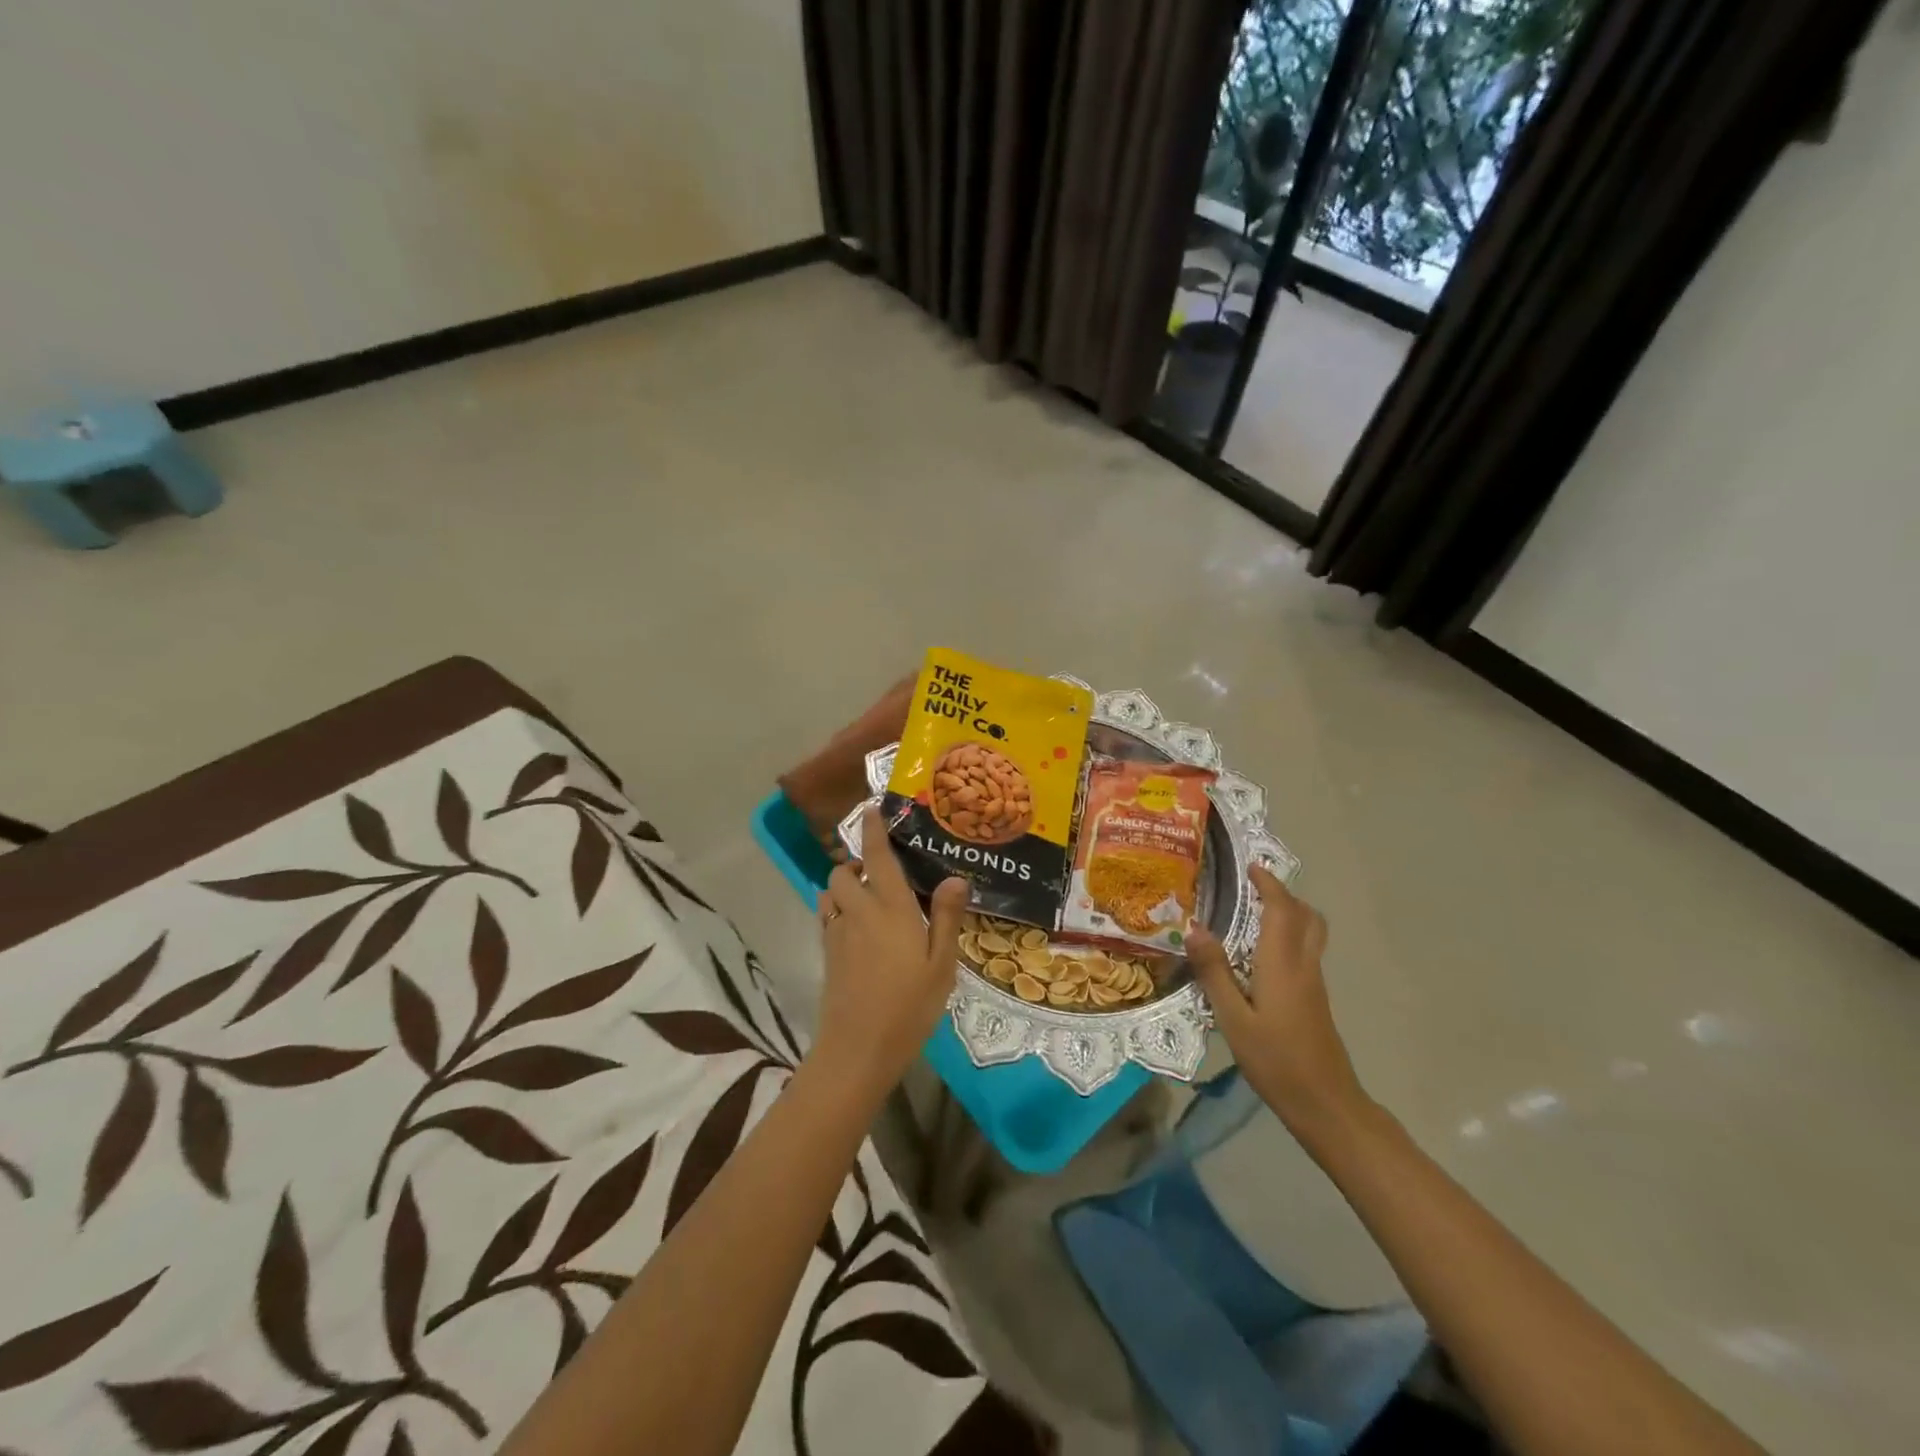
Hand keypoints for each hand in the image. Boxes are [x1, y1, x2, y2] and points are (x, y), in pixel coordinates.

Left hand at [809, 807, 969, 1101]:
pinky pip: (827, 916)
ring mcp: (837, 933)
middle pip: (843, 871)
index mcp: (891, 909)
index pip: (878, 857)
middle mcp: (859, 912)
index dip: (872, 830)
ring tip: (869, 898)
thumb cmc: (909, 1007)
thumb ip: (946, 918)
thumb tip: (955, 878)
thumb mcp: (941, 966)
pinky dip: (837, 909)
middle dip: (855, 863)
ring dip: (844, 886)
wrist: (857, 1050)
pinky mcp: (827, 954)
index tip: (870, 808)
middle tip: (881, 871)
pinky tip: (859, 928)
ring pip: (830, 892)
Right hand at [1188, 866, 1366, 1134]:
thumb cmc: (1276, 1061)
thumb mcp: (1233, 1019)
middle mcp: (1303, 966)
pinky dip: (1288, 937)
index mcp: (1282, 964)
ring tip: (1254, 915)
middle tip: (1253, 888)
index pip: (1282, 910)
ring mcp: (1314, 984)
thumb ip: (1214, 972)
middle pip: (1306, 917)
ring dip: (1288, 914)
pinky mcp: (1315, 1001)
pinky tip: (1260, 956)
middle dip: (1283, 895)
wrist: (1327, 1105)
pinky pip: (1305, 952)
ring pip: (1310, 934)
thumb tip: (1193, 927)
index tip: (1251, 867)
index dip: (1269, 884)